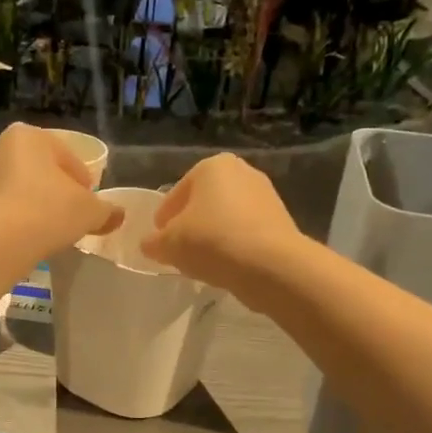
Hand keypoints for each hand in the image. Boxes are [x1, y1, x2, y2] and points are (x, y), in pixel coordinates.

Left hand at [0, 124, 120, 260]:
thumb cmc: (48, 211)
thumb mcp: (89, 211)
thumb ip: (105, 211)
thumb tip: (118, 215)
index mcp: (28, 136)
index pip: (65, 156)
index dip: (81, 180)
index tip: (89, 203)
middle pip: (33, 170)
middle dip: (49, 189)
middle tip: (66, 217)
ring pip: (8, 190)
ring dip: (23, 205)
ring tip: (40, 232)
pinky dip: (1, 223)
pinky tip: (13, 242)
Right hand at [140, 154, 302, 294]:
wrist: (270, 265)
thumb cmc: (212, 242)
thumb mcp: (169, 244)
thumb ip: (153, 242)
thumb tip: (150, 244)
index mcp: (211, 166)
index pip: (175, 195)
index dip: (163, 221)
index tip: (159, 243)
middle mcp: (241, 171)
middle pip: (202, 203)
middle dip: (190, 225)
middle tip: (179, 252)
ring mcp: (265, 195)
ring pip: (225, 218)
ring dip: (212, 236)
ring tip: (202, 262)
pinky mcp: (281, 220)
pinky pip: (245, 232)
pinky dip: (233, 245)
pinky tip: (226, 266)